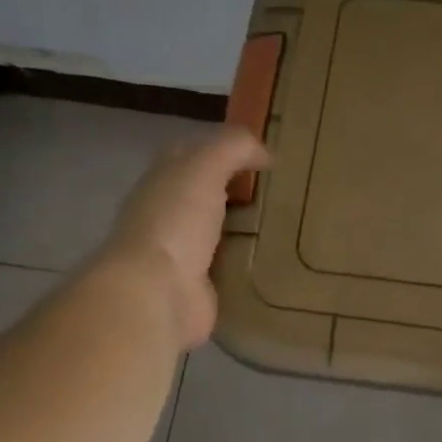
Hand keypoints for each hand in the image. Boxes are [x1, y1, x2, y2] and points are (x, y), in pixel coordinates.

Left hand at [103, 126, 270, 347]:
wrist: (156, 293)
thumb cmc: (175, 222)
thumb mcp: (204, 168)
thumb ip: (233, 148)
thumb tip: (265, 152)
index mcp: (161, 181)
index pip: (190, 154)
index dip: (221, 149)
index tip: (262, 154)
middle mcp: (166, 214)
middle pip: (204, 193)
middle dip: (235, 189)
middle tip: (280, 190)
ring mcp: (179, 252)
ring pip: (217, 230)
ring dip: (243, 227)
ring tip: (285, 223)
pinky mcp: (197, 286)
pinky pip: (227, 266)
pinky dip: (246, 261)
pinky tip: (274, 258)